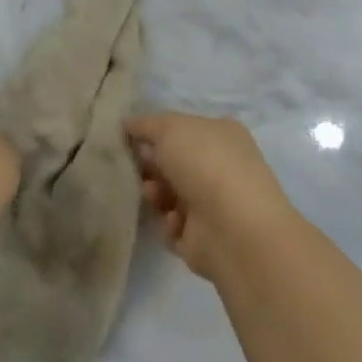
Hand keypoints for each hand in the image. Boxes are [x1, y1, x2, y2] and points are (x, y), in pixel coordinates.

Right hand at [126, 113, 294, 282]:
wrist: (233, 228)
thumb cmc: (204, 164)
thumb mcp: (169, 127)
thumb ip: (146, 124)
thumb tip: (129, 125)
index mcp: (222, 135)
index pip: (183, 129)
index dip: (154, 133)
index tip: (128, 138)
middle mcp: (222, 167)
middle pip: (173, 163)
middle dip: (150, 165)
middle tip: (136, 167)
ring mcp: (216, 204)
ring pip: (169, 194)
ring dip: (155, 193)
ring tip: (154, 194)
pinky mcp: (205, 237)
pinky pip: (173, 225)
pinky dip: (169, 222)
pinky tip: (175, 220)